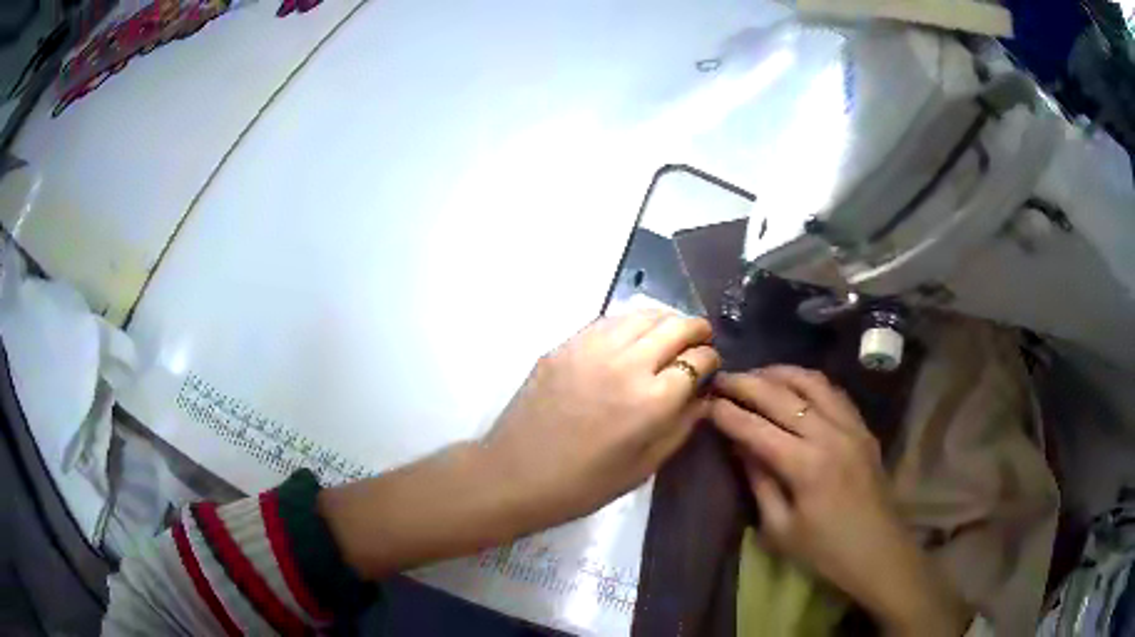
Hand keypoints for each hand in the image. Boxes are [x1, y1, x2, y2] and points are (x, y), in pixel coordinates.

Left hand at [321, 310, 719, 579]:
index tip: (710, 365)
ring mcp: (592, 348)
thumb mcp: (644, 467)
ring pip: (642, 314)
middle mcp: (627, 363)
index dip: (710, 359)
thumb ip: (681, 426)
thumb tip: (701, 395)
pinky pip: (608, 322)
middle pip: (676, 326)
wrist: (515, 474)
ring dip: (665, 320)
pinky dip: (630, 324)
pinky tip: (630, 339)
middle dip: (696, 329)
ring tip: (669, 334)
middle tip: (699, 340)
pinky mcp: (565, 345)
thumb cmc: (583, 484)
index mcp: (652, 400)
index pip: (698, 359)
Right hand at [711, 366, 969, 635]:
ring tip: (756, 374)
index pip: (756, 428)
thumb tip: (740, 446)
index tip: (705, 401)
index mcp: (806, 466)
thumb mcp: (780, 529)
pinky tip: (795, 386)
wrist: (878, 552)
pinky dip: (809, 382)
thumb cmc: (825, 551)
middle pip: (782, 396)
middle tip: (722, 377)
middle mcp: (829, 435)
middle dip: (747, 383)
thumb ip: (760, 483)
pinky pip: (834, 392)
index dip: (727, 413)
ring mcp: (851, 427)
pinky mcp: (864, 428)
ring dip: (780, 373)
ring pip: (812, 383)